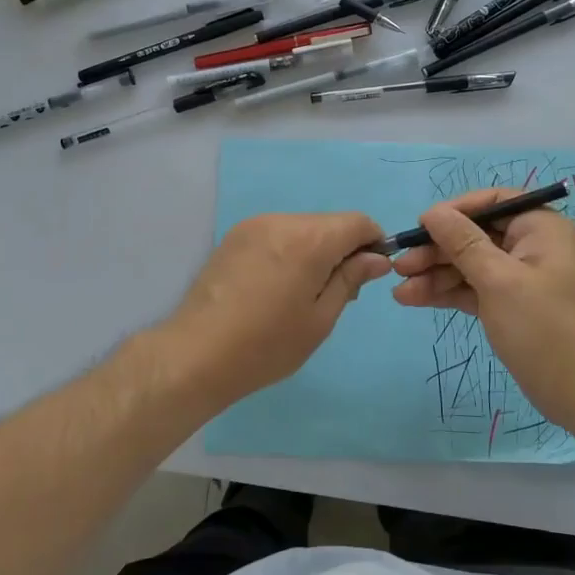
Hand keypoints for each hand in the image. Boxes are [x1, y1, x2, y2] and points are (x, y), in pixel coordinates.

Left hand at [160, 212, 389, 407]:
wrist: (196, 354)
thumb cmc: (267, 344)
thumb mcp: (320, 318)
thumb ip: (351, 279)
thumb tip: (378, 258)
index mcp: (310, 239)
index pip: (358, 222)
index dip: (373, 243)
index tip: (369, 275)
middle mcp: (282, 220)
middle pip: (329, 223)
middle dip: (342, 249)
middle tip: (334, 294)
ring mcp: (254, 226)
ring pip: (302, 228)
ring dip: (314, 250)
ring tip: (300, 294)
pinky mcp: (234, 237)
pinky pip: (276, 234)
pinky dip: (288, 251)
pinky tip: (275, 286)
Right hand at [392, 189, 574, 429]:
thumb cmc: (544, 327)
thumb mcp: (499, 280)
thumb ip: (463, 243)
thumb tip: (432, 212)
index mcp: (539, 228)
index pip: (492, 202)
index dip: (455, 210)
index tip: (421, 226)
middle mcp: (531, 246)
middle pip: (475, 235)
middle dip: (437, 250)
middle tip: (400, 266)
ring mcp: (520, 278)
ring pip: (470, 264)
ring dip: (435, 275)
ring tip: (399, 290)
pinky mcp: (510, 305)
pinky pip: (474, 288)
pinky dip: (448, 293)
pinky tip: (415, 300)